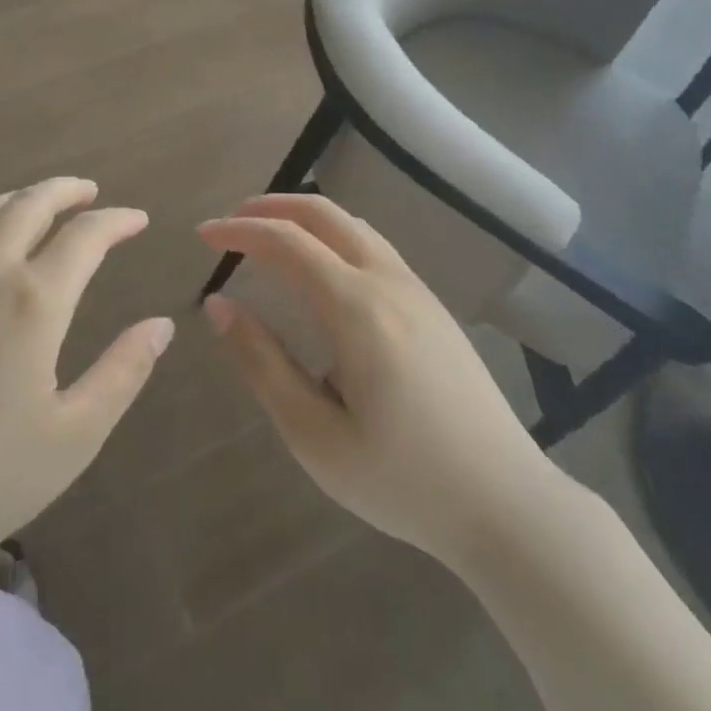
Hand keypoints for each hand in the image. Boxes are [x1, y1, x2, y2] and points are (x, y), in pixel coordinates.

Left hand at [0, 178, 173, 599]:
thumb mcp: (74, 437)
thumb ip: (123, 372)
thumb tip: (162, 324)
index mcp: (33, 301)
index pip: (85, 236)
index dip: (117, 220)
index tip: (138, 219)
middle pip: (27, 207)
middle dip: (64, 191)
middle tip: (87, 192)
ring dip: (11, 203)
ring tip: (31, 205)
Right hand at [198, 195, 558, 575]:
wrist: (507, 503)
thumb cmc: (403, 480)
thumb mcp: (315, 435)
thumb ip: (262, 363)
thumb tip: (220, 304)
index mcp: (357, 308)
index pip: (287, 242)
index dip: (239, 231)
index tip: (203, 234)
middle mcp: (389, 282)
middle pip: (325, 214)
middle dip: (273, 206)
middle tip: (232, 222)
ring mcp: (418, 291)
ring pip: (354, 226)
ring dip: (306, 219)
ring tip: (270, 237)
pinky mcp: (434, 308)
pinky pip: (375, 248)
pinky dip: (335, 237)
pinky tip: (323, 270)